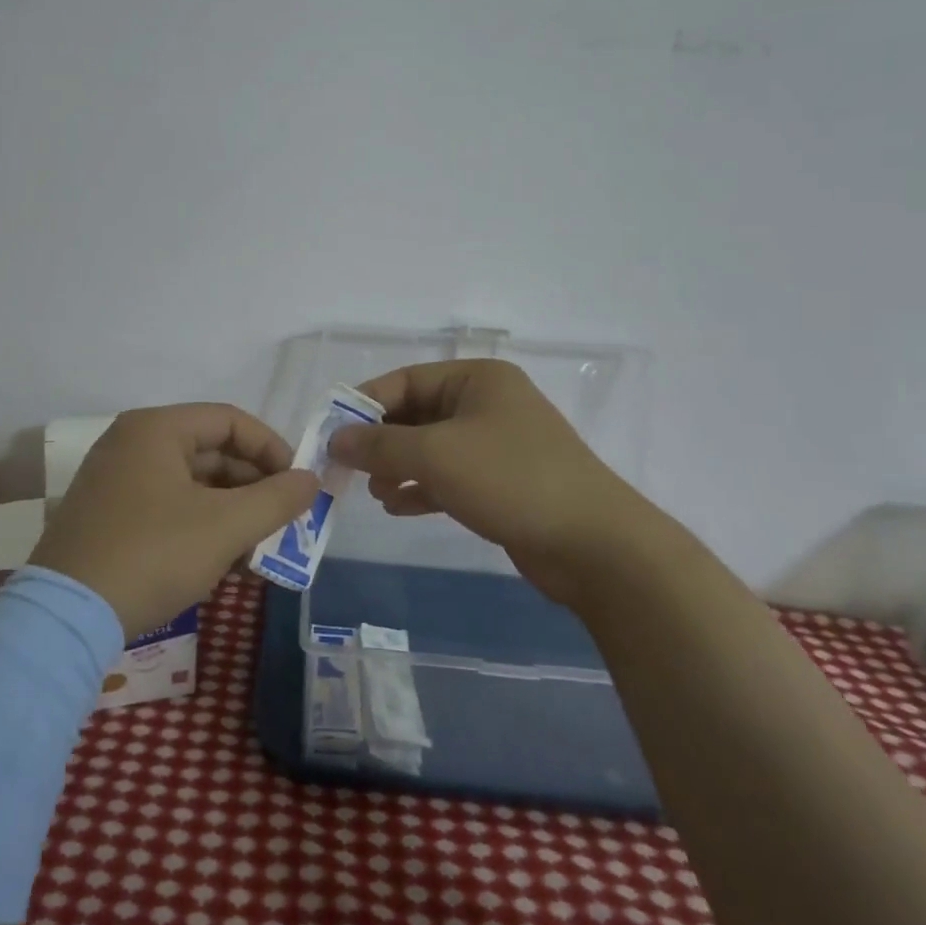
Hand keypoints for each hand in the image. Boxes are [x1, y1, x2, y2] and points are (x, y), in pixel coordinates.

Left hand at [30, 403, 319, 638]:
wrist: (65, 619)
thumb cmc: (153, 555)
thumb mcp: (225, 526)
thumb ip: (277, 498)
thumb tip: (311, 480)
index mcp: (156, 428)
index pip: (230, 420)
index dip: (272, 449)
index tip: (297, 486)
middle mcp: (132, 443)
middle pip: (211, 452)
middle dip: (253, 488)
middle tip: (283, 523)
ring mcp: (115, 481)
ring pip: (191, 485)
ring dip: (231, 514)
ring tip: (259, 552)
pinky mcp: (107, 517)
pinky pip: (168, 508)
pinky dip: (201, 528)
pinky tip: (225, 565)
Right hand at [329, 360, 660, 600]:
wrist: (594, 544)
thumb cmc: (510, 479)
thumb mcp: (436, 454)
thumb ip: (380, 444)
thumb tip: (337, 438)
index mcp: (477, 379)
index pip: (405, 380)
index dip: (364, 404)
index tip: (331, 432)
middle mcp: (487, 404)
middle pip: (417, 414)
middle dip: (381, 442)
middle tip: (349, 469)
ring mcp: (498, 444)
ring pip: (431, 448)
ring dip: (399, 467)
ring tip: (375, 493)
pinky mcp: (503, 482)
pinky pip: (450, 476)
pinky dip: (422, 488)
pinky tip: (398, 507)